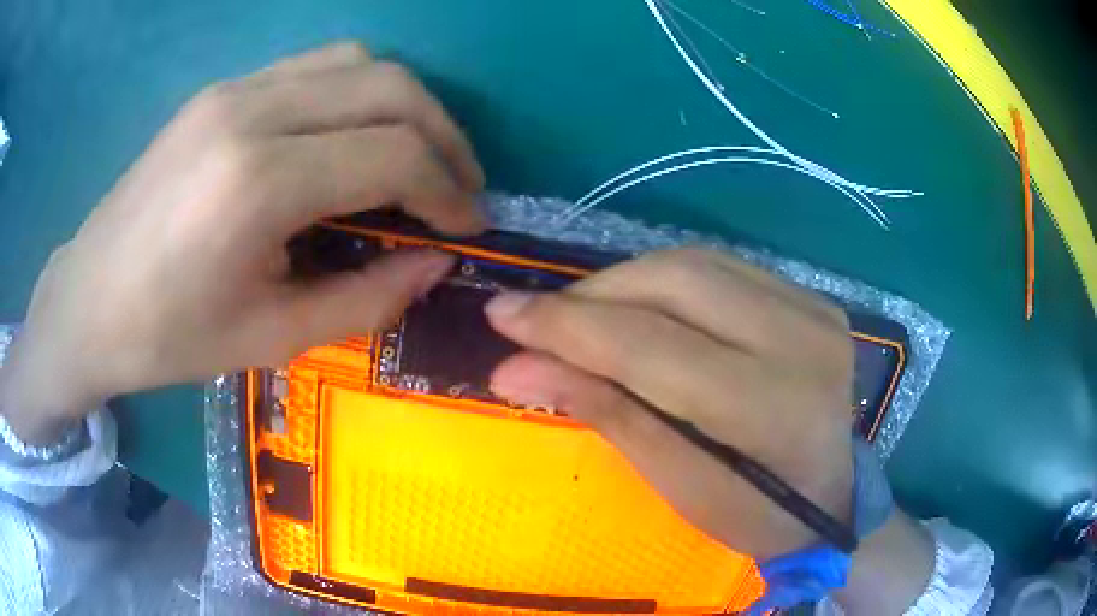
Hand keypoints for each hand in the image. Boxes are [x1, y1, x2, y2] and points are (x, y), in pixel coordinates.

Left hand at [0, 43, 484, 442]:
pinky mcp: (222, 89)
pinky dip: (359, 94)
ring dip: (406, 105)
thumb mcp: (272, 338)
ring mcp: (234, 89)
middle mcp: (252, 111)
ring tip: (418, 158)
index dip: (449, 190)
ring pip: (359, 62)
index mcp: (258, 182)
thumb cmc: (168, 337)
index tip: (469, 227)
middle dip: (445, 137)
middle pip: (390, 87)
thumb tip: (436, 263)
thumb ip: (367, 299)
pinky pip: (317, 68)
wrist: (88, 301)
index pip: (393, 153)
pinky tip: (355, 139)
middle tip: (459, 189)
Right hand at [485, 249, 854, 558]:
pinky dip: (668, 280)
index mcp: (770, 407)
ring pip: (695, 262)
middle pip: (675, 282)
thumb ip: (601, 409)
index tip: (502, 315)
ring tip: (585, 315)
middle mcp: (801, 341)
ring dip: (625, 282)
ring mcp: (814, 310)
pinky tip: (643, 308)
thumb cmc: (751, 511)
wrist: (830, 496)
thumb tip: (512, 367)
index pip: (651, 346)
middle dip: (594, 295)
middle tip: (541, 318)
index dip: (568, 326)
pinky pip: (723, 267)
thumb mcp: (672, 480)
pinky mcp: (814, 297)